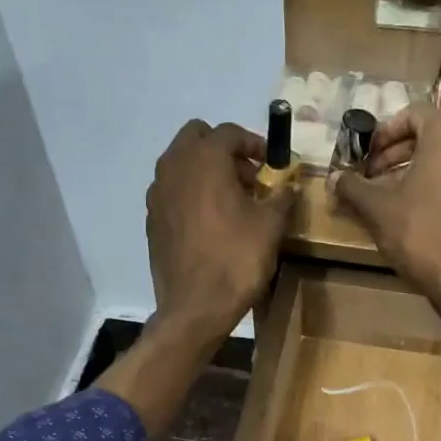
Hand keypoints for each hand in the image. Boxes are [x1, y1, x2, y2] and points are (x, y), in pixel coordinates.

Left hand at [145, 119, 295, 341]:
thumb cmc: (236, 260)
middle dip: (224, 150)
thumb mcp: (270, 226)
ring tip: (233, 200)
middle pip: (197, 138)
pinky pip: (173, 191)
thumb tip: (288, 185)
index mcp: (204, 159)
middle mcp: (174, 167)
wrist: (195, 308)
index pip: (229, 133)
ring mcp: (158, 194)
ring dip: (206, 171)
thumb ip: (281, 196)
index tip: (272, 163)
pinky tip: (211, 222)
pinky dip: (191, 194)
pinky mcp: (152, 219)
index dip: (255, 144)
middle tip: (249, 176)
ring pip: (182, 164)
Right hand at [329, 104, 440, 306]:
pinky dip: (423, 188)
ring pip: (436, 162)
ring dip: (404, 172)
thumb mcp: (376, 207)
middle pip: (425, 137)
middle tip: (367, 175)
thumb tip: (333, 177)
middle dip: (391, 153)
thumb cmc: (419, 232)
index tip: (367, 152)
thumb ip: (352, 187)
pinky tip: (400, 214)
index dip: (386, 129)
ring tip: (378, 197)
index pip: (415, 113)